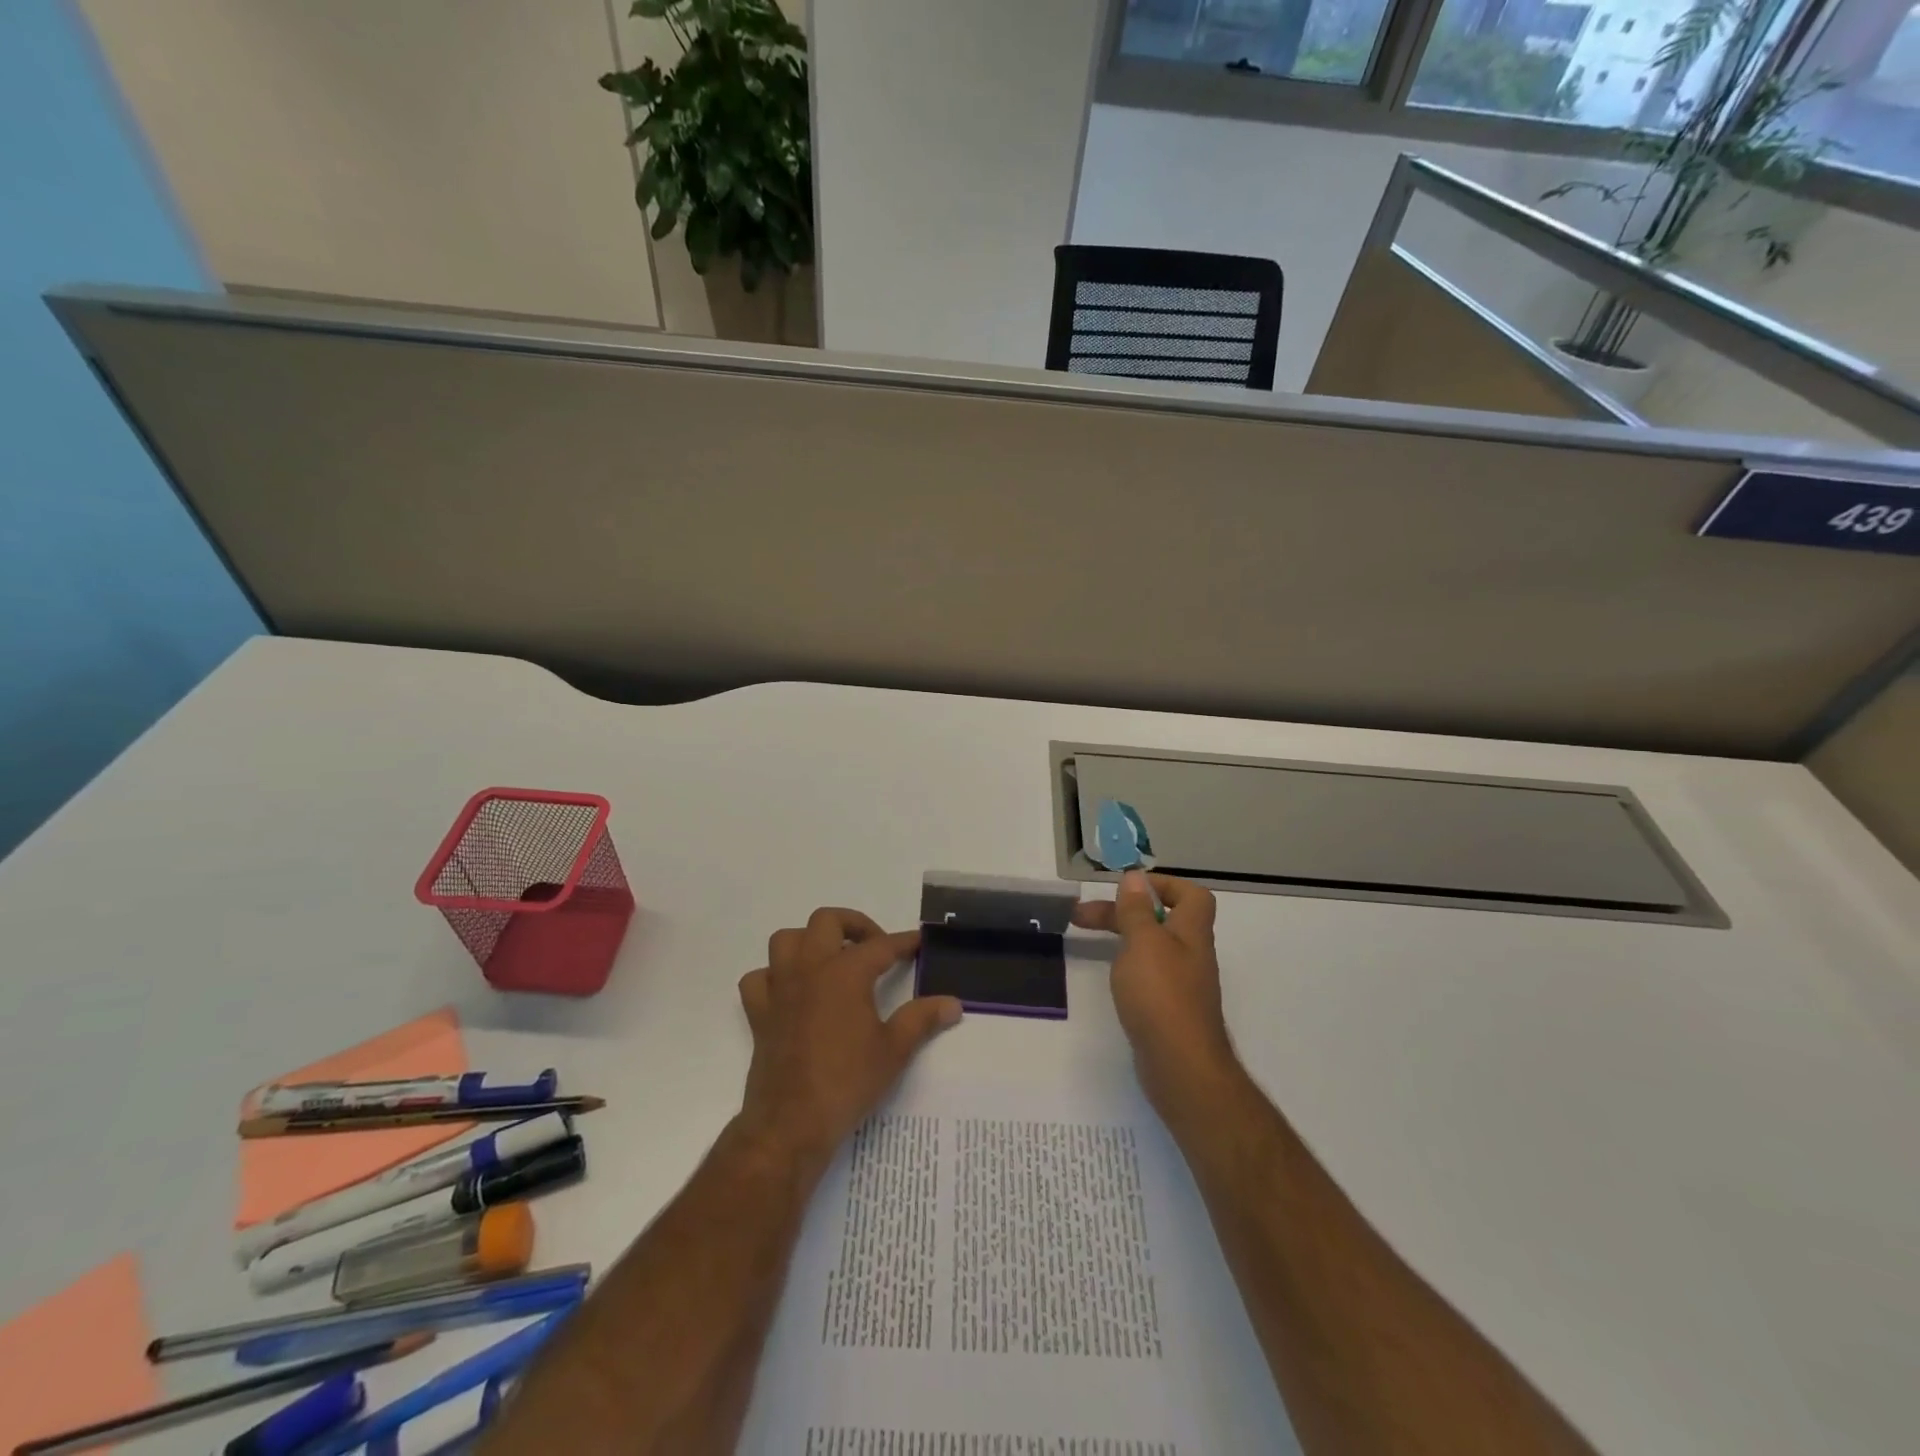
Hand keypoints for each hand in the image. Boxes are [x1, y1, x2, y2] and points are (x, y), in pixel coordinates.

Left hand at [736, 908, 961, 1170]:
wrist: (791, 1123)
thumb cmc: (847, 1082)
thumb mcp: (894, 1050)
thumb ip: (922, 1019)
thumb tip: (953, 1004)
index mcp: (845, 972)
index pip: (881, 945)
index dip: (903, 942)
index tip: (918, 942)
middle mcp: (810, 969)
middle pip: (827, 921)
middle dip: (853, 925)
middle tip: (873, 948)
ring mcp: (780, 989)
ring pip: (786, 940)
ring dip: (809, 941)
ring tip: (831, 960)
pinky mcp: (760, 1013)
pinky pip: (758, 978)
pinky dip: (772, 976)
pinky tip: (791, 992)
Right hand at [1072, 871, 1237, 1117]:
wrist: (1181, 1067)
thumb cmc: (1161, 996)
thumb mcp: (1143, 943)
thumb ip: (1137, 910)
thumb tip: (1135, 877)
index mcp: (1191, 933)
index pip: (1191, 895)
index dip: (1163, 885)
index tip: (1127, 888)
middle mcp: (1191, 955)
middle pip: (1161, 920)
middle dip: (1122, 911)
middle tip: (1081, 915)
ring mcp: (1182, 985)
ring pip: (1152, 948)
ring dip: (1122, 937)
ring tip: (1088, 938)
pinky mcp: (1169, 1010)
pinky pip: (1149, 976)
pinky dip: (1128, 967)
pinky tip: (1111, 974)